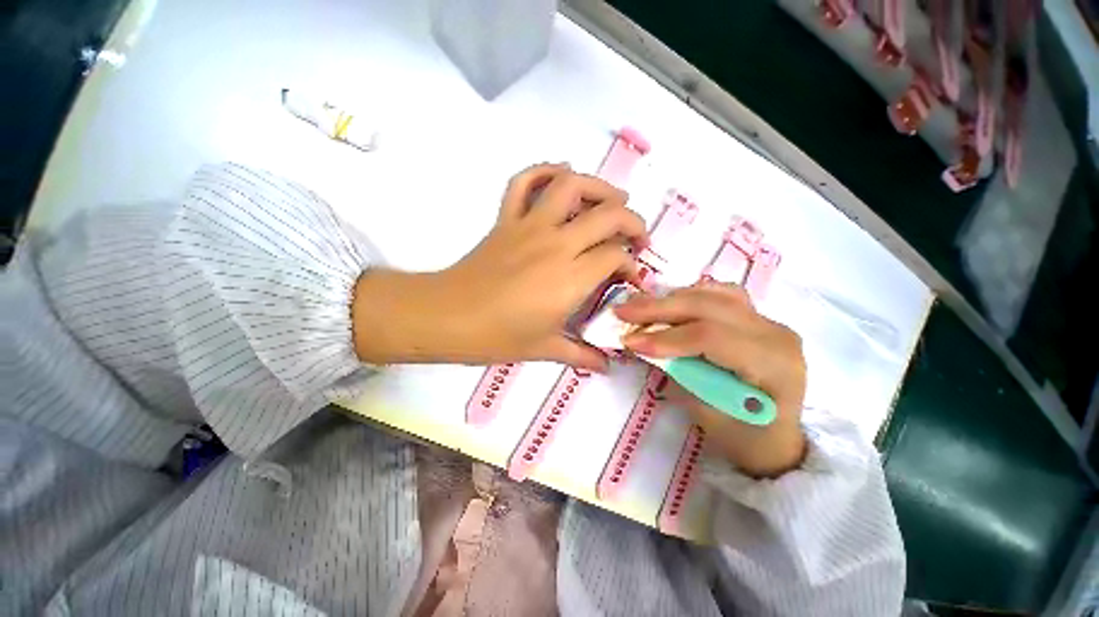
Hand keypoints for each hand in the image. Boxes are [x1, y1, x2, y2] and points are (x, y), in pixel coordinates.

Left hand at [352, 163, 647, 370]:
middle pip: (607, 215)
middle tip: (637, 236)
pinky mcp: (506, 220)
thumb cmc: (498, 337)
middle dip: (632, 221)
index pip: (616, 256)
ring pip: (570, 186)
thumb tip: (608, 365)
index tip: (631, 277)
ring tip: (612, 199)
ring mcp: (529, 226)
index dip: (631, 264)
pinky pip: (523, 182)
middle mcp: (556, 245)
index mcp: (570, 279)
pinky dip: (543, 171)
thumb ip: (582, 355)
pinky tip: (560, 175)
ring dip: (598, 186)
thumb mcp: (546, 349)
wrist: (448, 318)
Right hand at [614, 282, 806, 477]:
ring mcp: (768, 321)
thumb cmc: (743, 436)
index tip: (630, 341)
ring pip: (713, 294)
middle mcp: (775, 334)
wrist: (776, 438)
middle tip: (622, 311)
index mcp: (772, 364)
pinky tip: (668, 302)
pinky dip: (688, 296)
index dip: (666, 337)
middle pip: (710, 306)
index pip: (711, 337)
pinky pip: (720, 295)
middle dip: (659, 308)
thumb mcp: (705, 412)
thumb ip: (676, 371)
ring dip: (670, 299)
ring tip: (638, 305)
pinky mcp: (756, 318)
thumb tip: (642, 343)